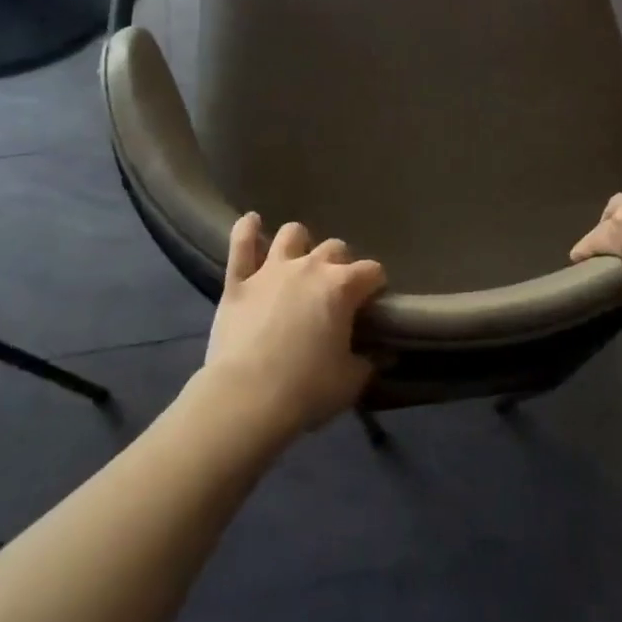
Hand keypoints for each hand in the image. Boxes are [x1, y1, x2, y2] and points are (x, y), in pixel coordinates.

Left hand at [201, 214, 386, 441]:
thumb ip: (369, 362)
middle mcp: (310, 267)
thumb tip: (383, 354)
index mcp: (342, 287)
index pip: (372, 271)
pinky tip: (251, 222)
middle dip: (340, 264)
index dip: (375, 285)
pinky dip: (246, 230)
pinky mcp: (238, 281)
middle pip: (335, 247)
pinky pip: (240, 244)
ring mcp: (271, 270)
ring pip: (291, 234)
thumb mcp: (350, 381)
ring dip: (299, 244)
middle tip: (335, 290)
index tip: (372, 303)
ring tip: (298, 260)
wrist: (246, 398)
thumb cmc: (307, 389)